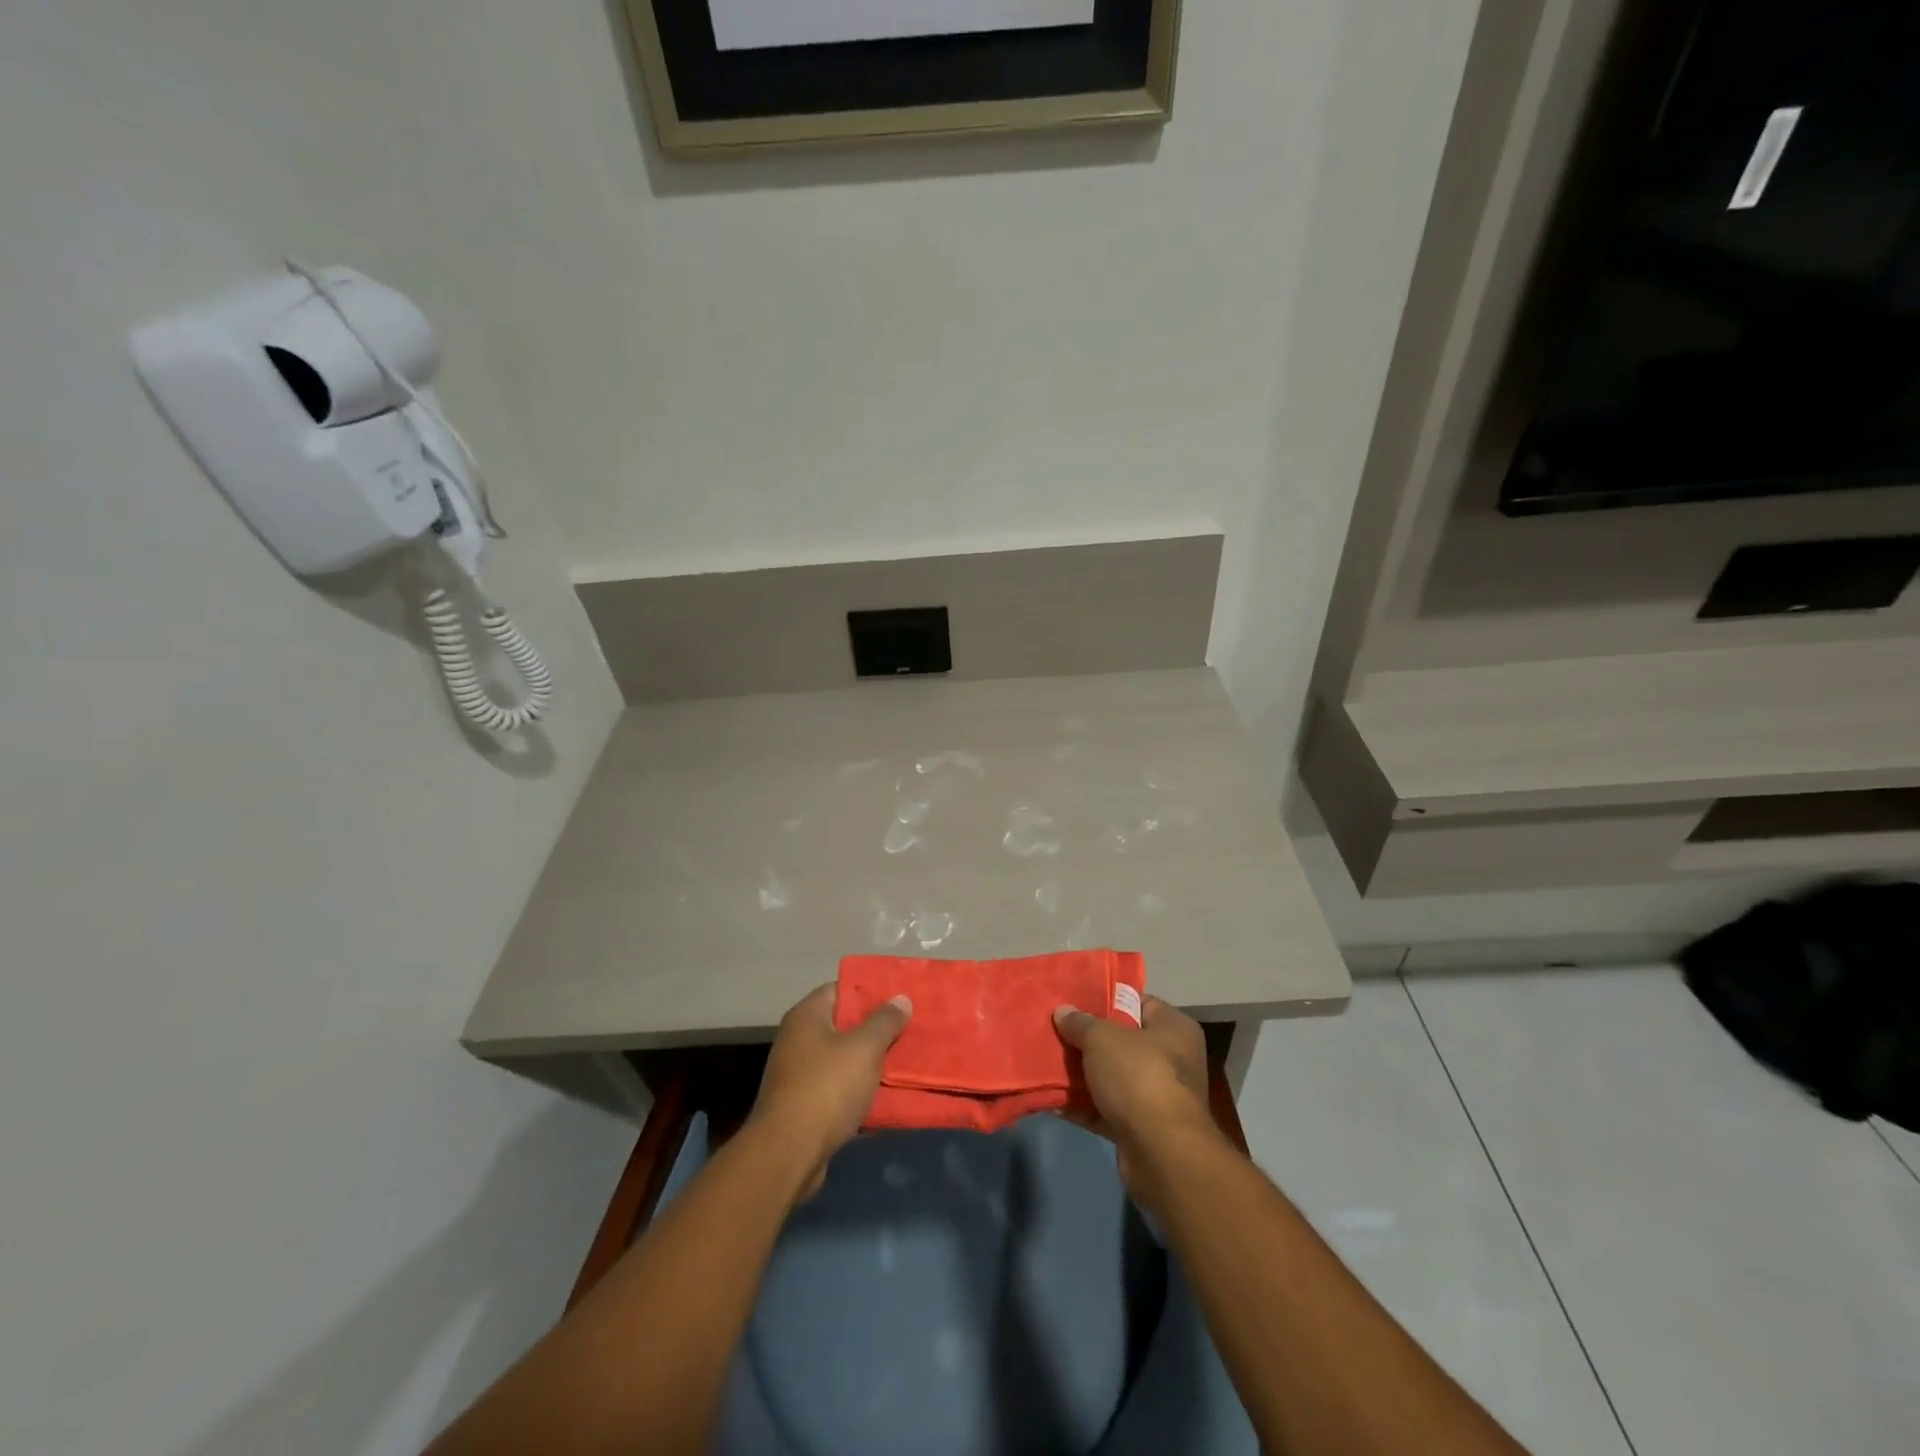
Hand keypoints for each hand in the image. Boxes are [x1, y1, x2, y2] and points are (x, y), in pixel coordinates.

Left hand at [748, 984, 911, 1197]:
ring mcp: (798, 1075)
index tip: (899, 998)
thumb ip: (885, 1021)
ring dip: (869, 1063)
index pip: (840, 989)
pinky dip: (858, 1092)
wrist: (788, 1153)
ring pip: (842, 1060)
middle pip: (842, 1025)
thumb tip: (901, 998)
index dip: (870, 992)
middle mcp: (798, 1039)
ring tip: (904, 1062)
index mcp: (807, 1015)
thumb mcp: (864, 1048)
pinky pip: (838, 1090)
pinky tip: (885, 1097)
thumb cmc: (827, 1087)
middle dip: (875, 1029)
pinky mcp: (803, 1107)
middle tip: (908, 1029)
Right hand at [1053, 995, 1222, 1196]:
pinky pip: (1106, 1108)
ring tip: (1046, 1061)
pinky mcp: (1141, 1128)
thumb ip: (1080, 1023)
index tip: (1075, 1000)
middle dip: (1087, 1039)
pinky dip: (1083, 1105)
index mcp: (1174, 1028)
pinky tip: (1052, 1098)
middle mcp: (1171, 1059)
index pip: (1139, 1002)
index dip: (1106, 999)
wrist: (1161, 1154)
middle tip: (1055, 1030)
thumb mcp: (1102, 1038)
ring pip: (1111, 1077)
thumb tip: (1063, 1012)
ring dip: (1081, 1074)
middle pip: (1122, 1041)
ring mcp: (1157, 1096)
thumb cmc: (1139, 1077)